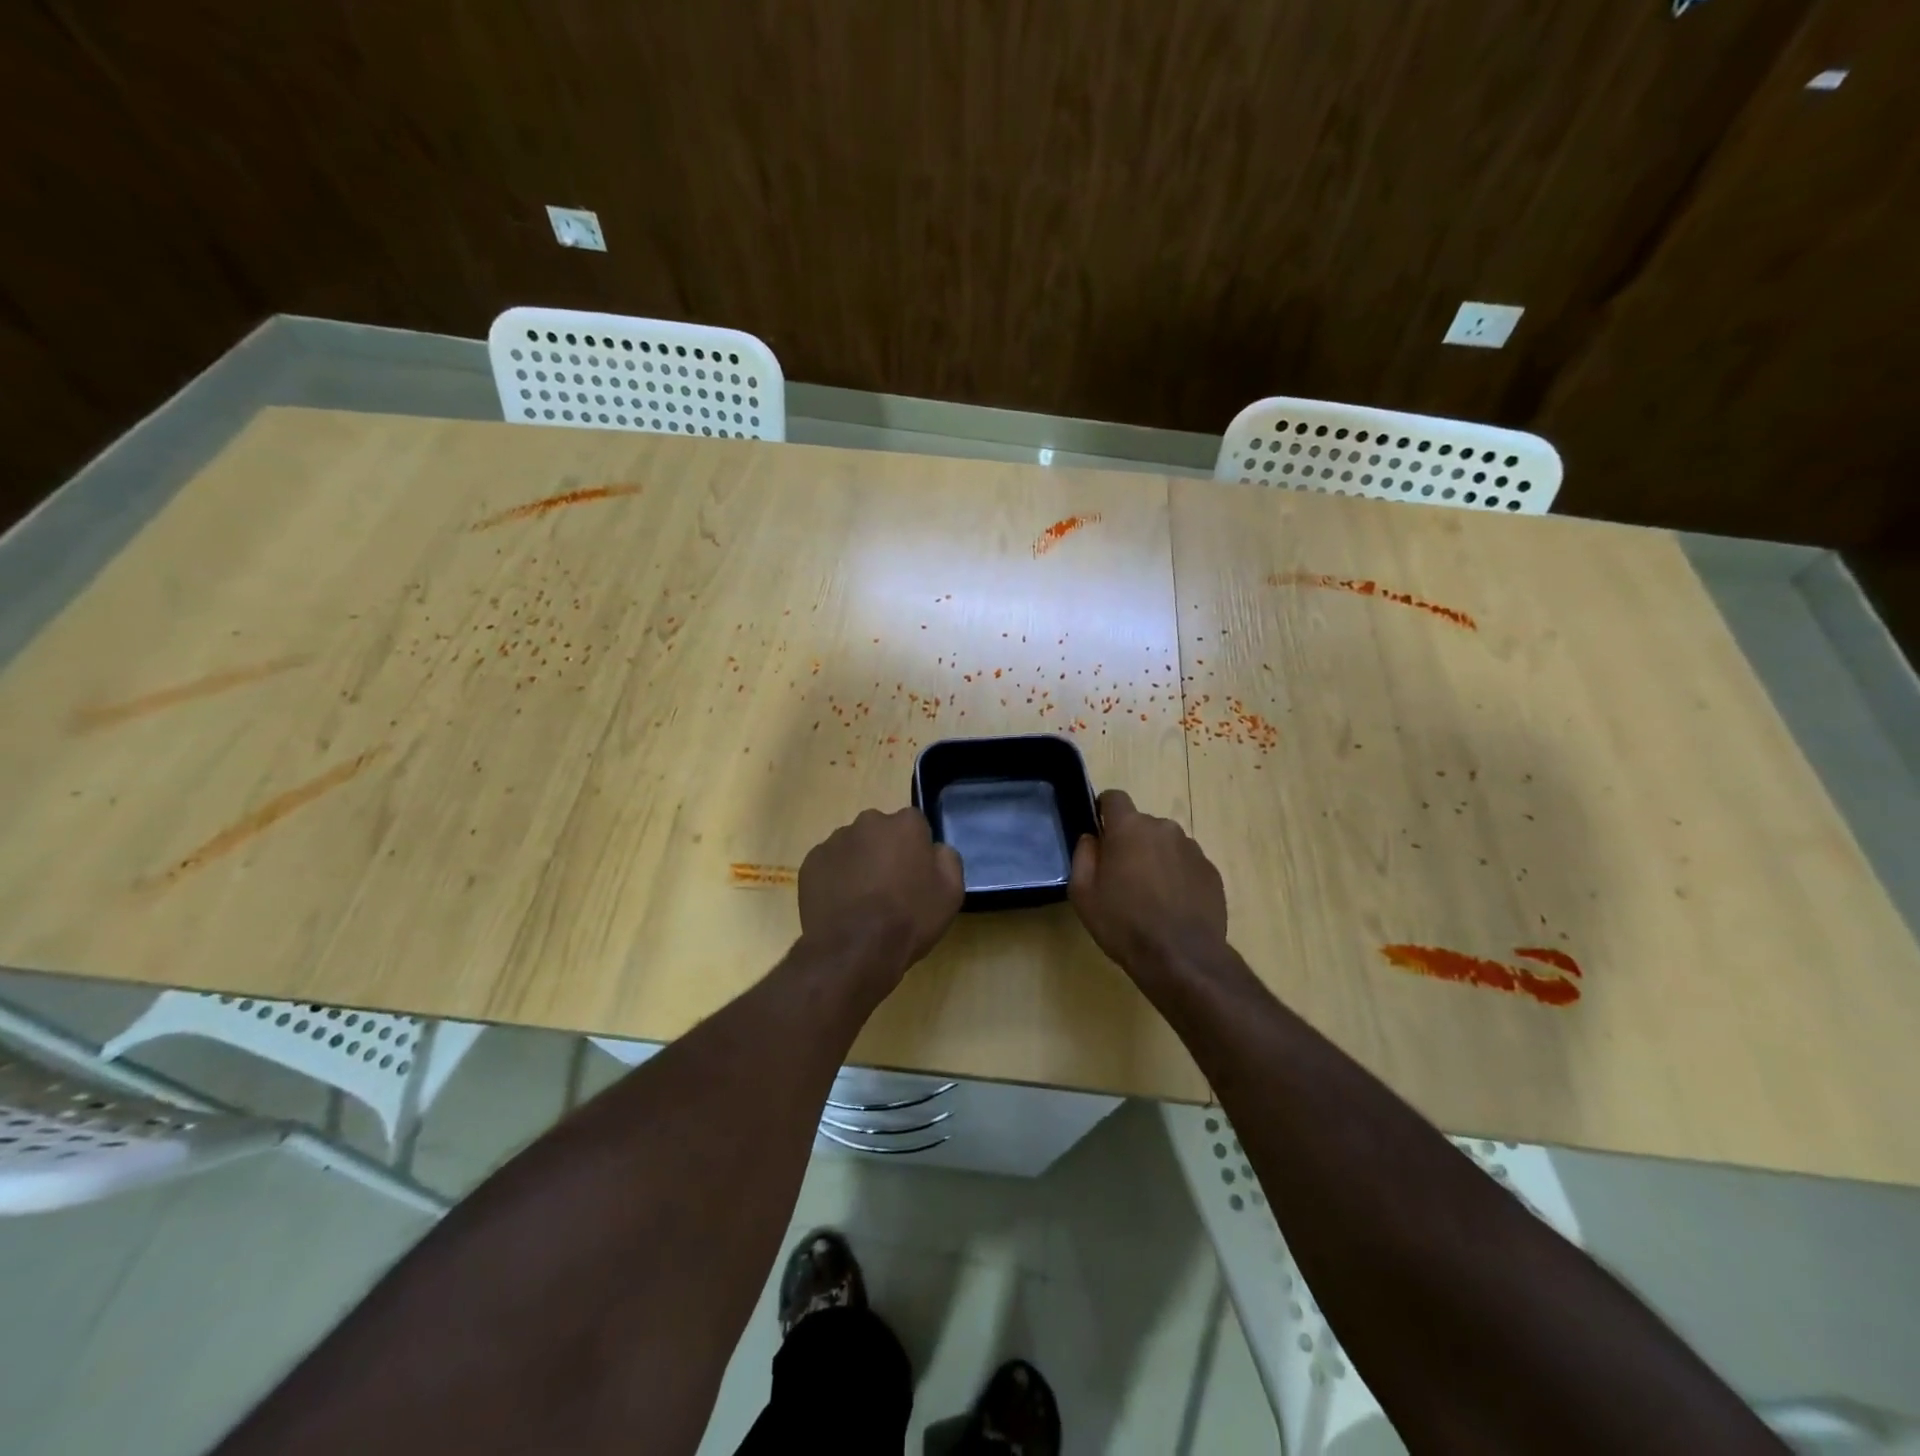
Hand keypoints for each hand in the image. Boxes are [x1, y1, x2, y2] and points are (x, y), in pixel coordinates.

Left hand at [798, 808, 964, 982]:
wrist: (855, 950)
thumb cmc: (910, 918)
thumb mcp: (951, 892)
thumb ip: (946, 859)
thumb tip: (935, 850)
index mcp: (905, 823)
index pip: (915, 826)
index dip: (917, 851)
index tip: (916, 875)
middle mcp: (868, 822)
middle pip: (881, 832)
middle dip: (885, 852)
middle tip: (890, 888)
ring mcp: (835, 841)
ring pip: (853, 848)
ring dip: (859, 865)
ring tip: (863, 902)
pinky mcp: (811, 862)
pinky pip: (829, 865)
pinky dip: (835, 879)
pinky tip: (842, 906)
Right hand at [1069, 790, 1228, 979]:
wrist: (1181, 957)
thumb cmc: (1123, 923)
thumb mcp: (1083, 894)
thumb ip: (1083, 856)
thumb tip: (1092, 838)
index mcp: (1130, 828)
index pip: (1114, 797)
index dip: (1104, 811)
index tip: (1101, 833)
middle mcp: (1164, 828)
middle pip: (1141, 824)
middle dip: (1131, 842)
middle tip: (1122, 877)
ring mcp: (1192, 849)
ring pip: (1165, 844)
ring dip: (1156, 859)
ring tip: (1150, 896)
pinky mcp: (1211, 871)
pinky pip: (1186, 864)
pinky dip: (1177, 877)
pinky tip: (1172, 906)